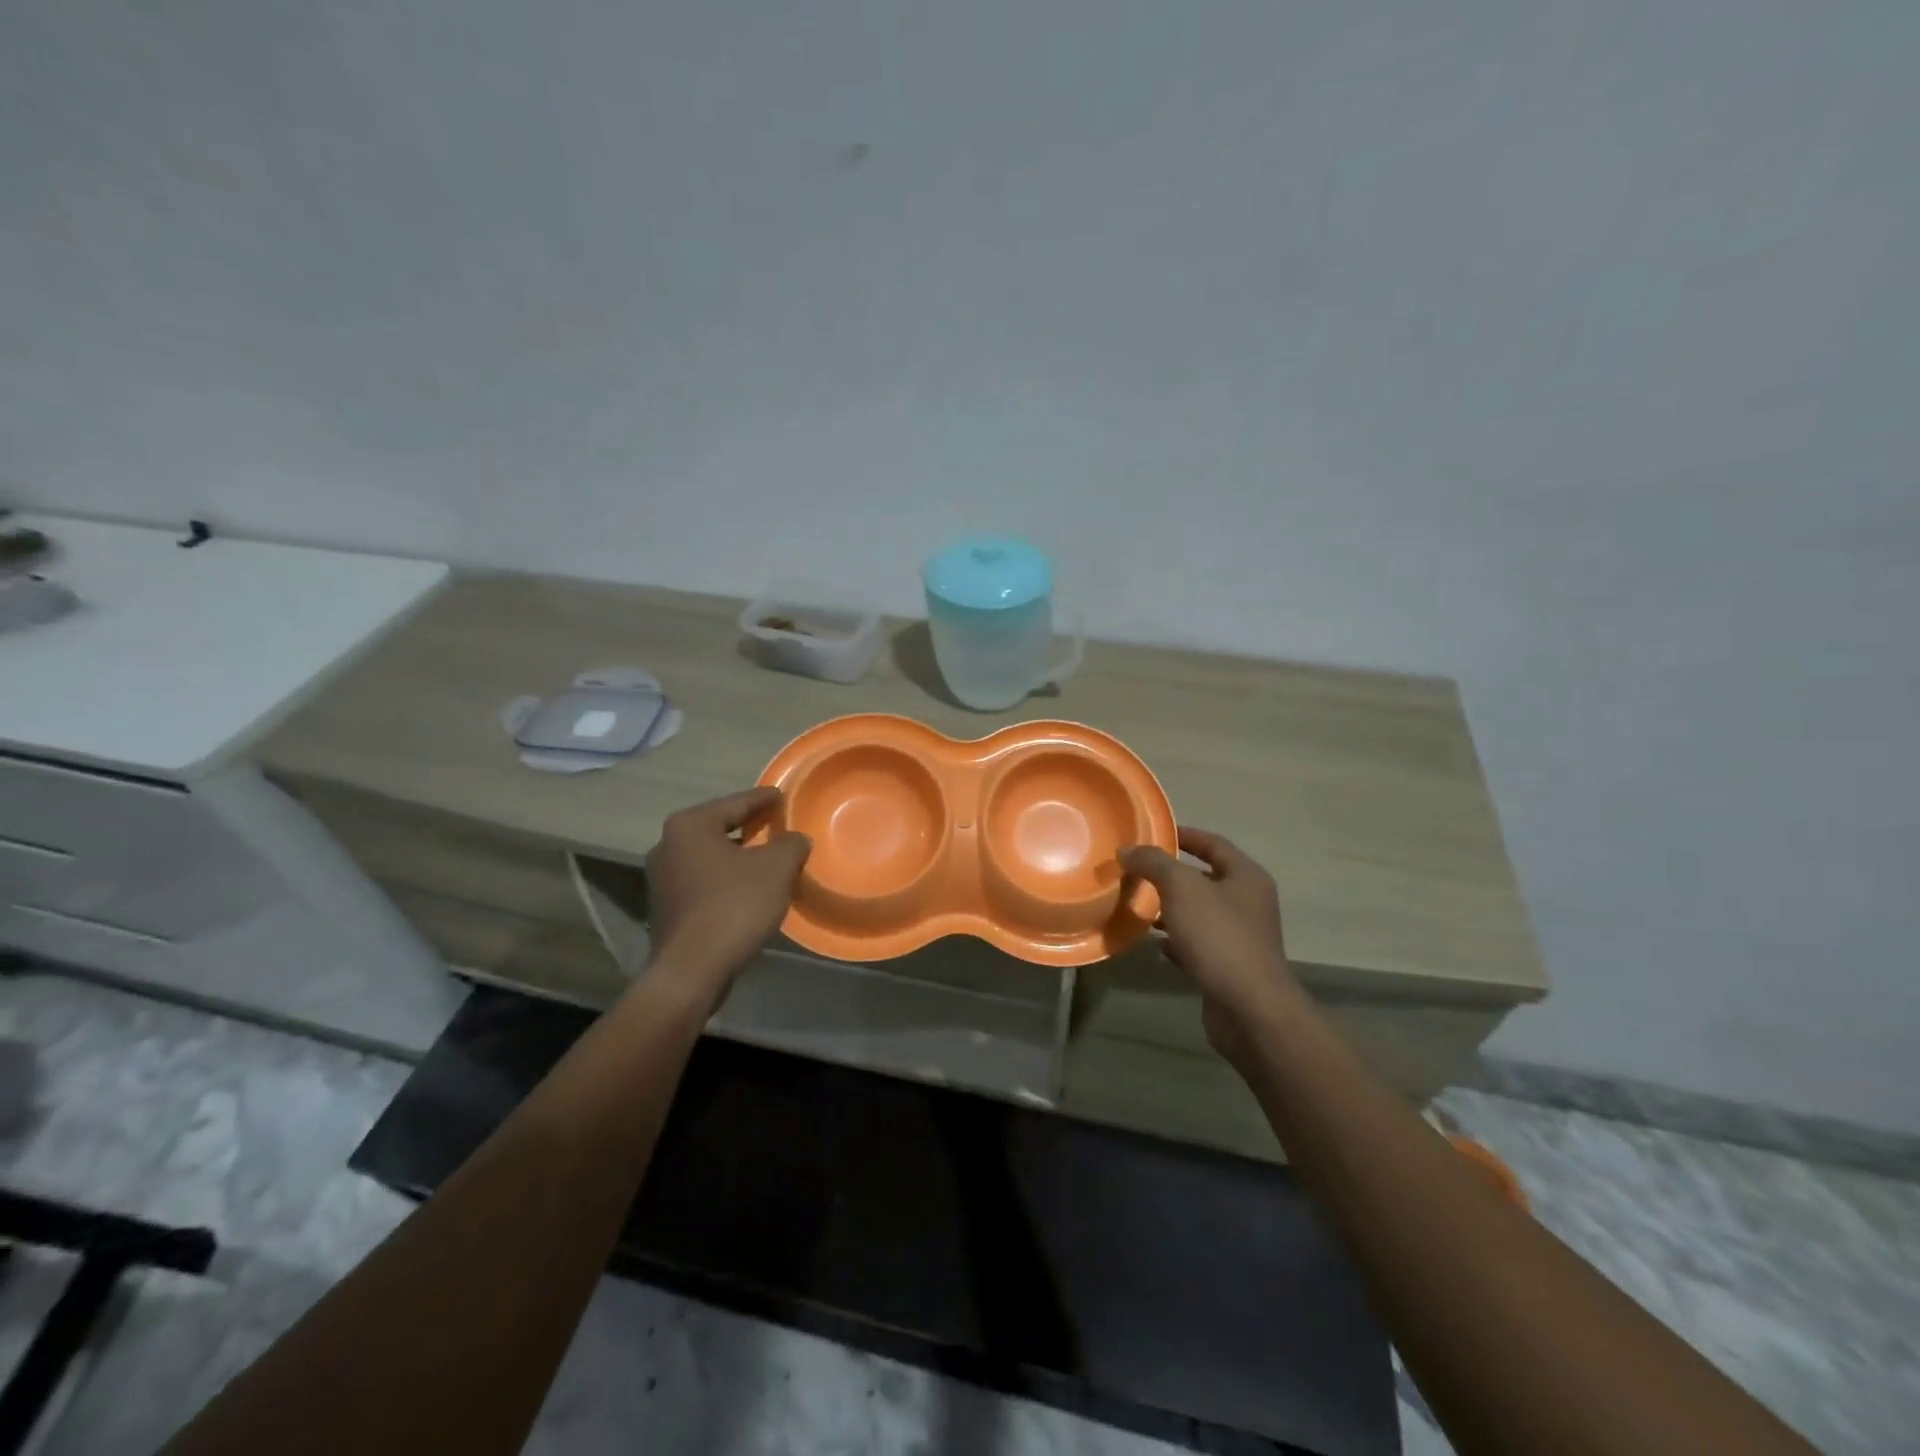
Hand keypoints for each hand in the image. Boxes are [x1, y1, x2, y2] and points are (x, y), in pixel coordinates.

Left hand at [643, 787, 810, 997]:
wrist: (692, 970)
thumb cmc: (735, 905)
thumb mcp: (776, 868)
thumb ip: (790, 845)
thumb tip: (796, 839)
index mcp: (690, 826)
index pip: (735, 803)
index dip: (763, 799)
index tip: (782, 795)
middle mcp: (667, 845)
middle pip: (718, 828)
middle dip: (748, 827)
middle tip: (776, 824)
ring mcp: (662, 879)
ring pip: (710, 856)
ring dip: (738, 856)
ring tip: (767, 858)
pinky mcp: (666, 908)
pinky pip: (704, 881)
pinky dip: (726, 879)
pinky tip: (748, 889)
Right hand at [1120, 827, 1304, 1061]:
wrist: (1249, 1009)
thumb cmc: (1219, 937)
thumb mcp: (1181, 888)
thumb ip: (1153, 863)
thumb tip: (1128, 850)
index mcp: (1246, 876)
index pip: (1213, 843)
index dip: (1183, 835)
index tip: (1150, 833)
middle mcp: (1248, 903)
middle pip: (1204, 878)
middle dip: (1170, 874)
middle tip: (1135, 870)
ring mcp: (1240, 937)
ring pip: (1199, 912)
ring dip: (1170, 908)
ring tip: (1137, 904)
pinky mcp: (1229, 967)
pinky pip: (1197, 943)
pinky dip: (1176, 940)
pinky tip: (1155, 944)